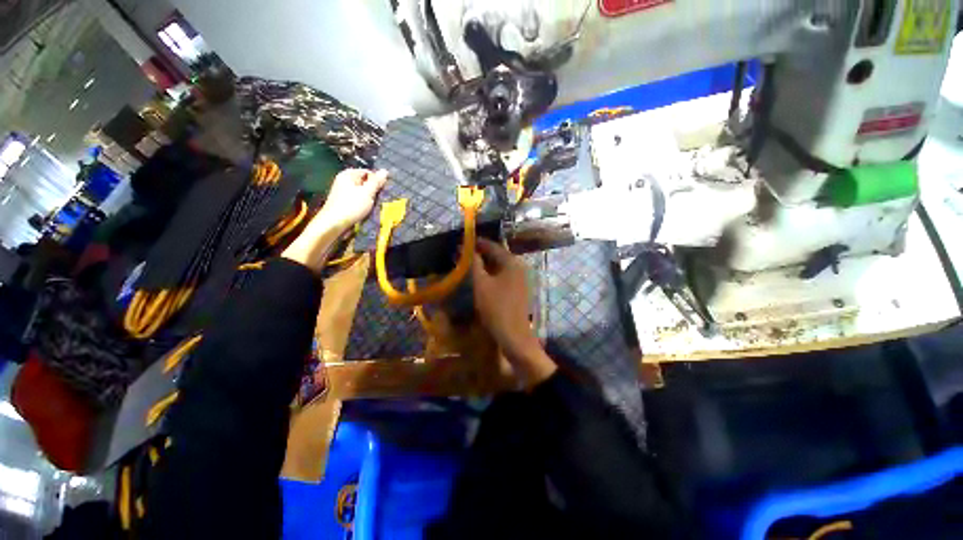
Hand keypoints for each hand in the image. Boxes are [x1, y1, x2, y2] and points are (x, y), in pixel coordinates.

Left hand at [283, 169, 387, 271]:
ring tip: (372, 205)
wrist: (333, 223)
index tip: (382, 190)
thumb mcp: (367, 193)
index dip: (376, 180)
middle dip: (372, 189)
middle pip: (364, 181)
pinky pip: (356, 198)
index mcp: (348, 174)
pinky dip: (362, 202)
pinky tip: (365, 209)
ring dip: (368, 197)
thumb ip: (376, 182)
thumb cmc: (351, 206)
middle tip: (378, 198)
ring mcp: (342, 190)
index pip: (368, 172)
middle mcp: (344, 180)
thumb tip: (385, 171)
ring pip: (361, 191)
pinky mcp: (343, 201)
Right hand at [472, 238, 555, 386]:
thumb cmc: (496, 308)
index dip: (477, 243)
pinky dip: (492, 274)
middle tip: (464, 255)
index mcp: (512, 262)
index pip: (493, 246)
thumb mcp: (481, 284)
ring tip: (469, 266)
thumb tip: (467, 249)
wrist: (514, 336)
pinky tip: (481, 279)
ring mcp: (521, 279)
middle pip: (498, 255)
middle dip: (481, 254)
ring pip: (500, 266)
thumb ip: (475, 264)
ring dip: (485, 265)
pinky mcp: (519, 290)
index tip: (463, 242)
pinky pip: (503, 276)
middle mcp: (519, 267)